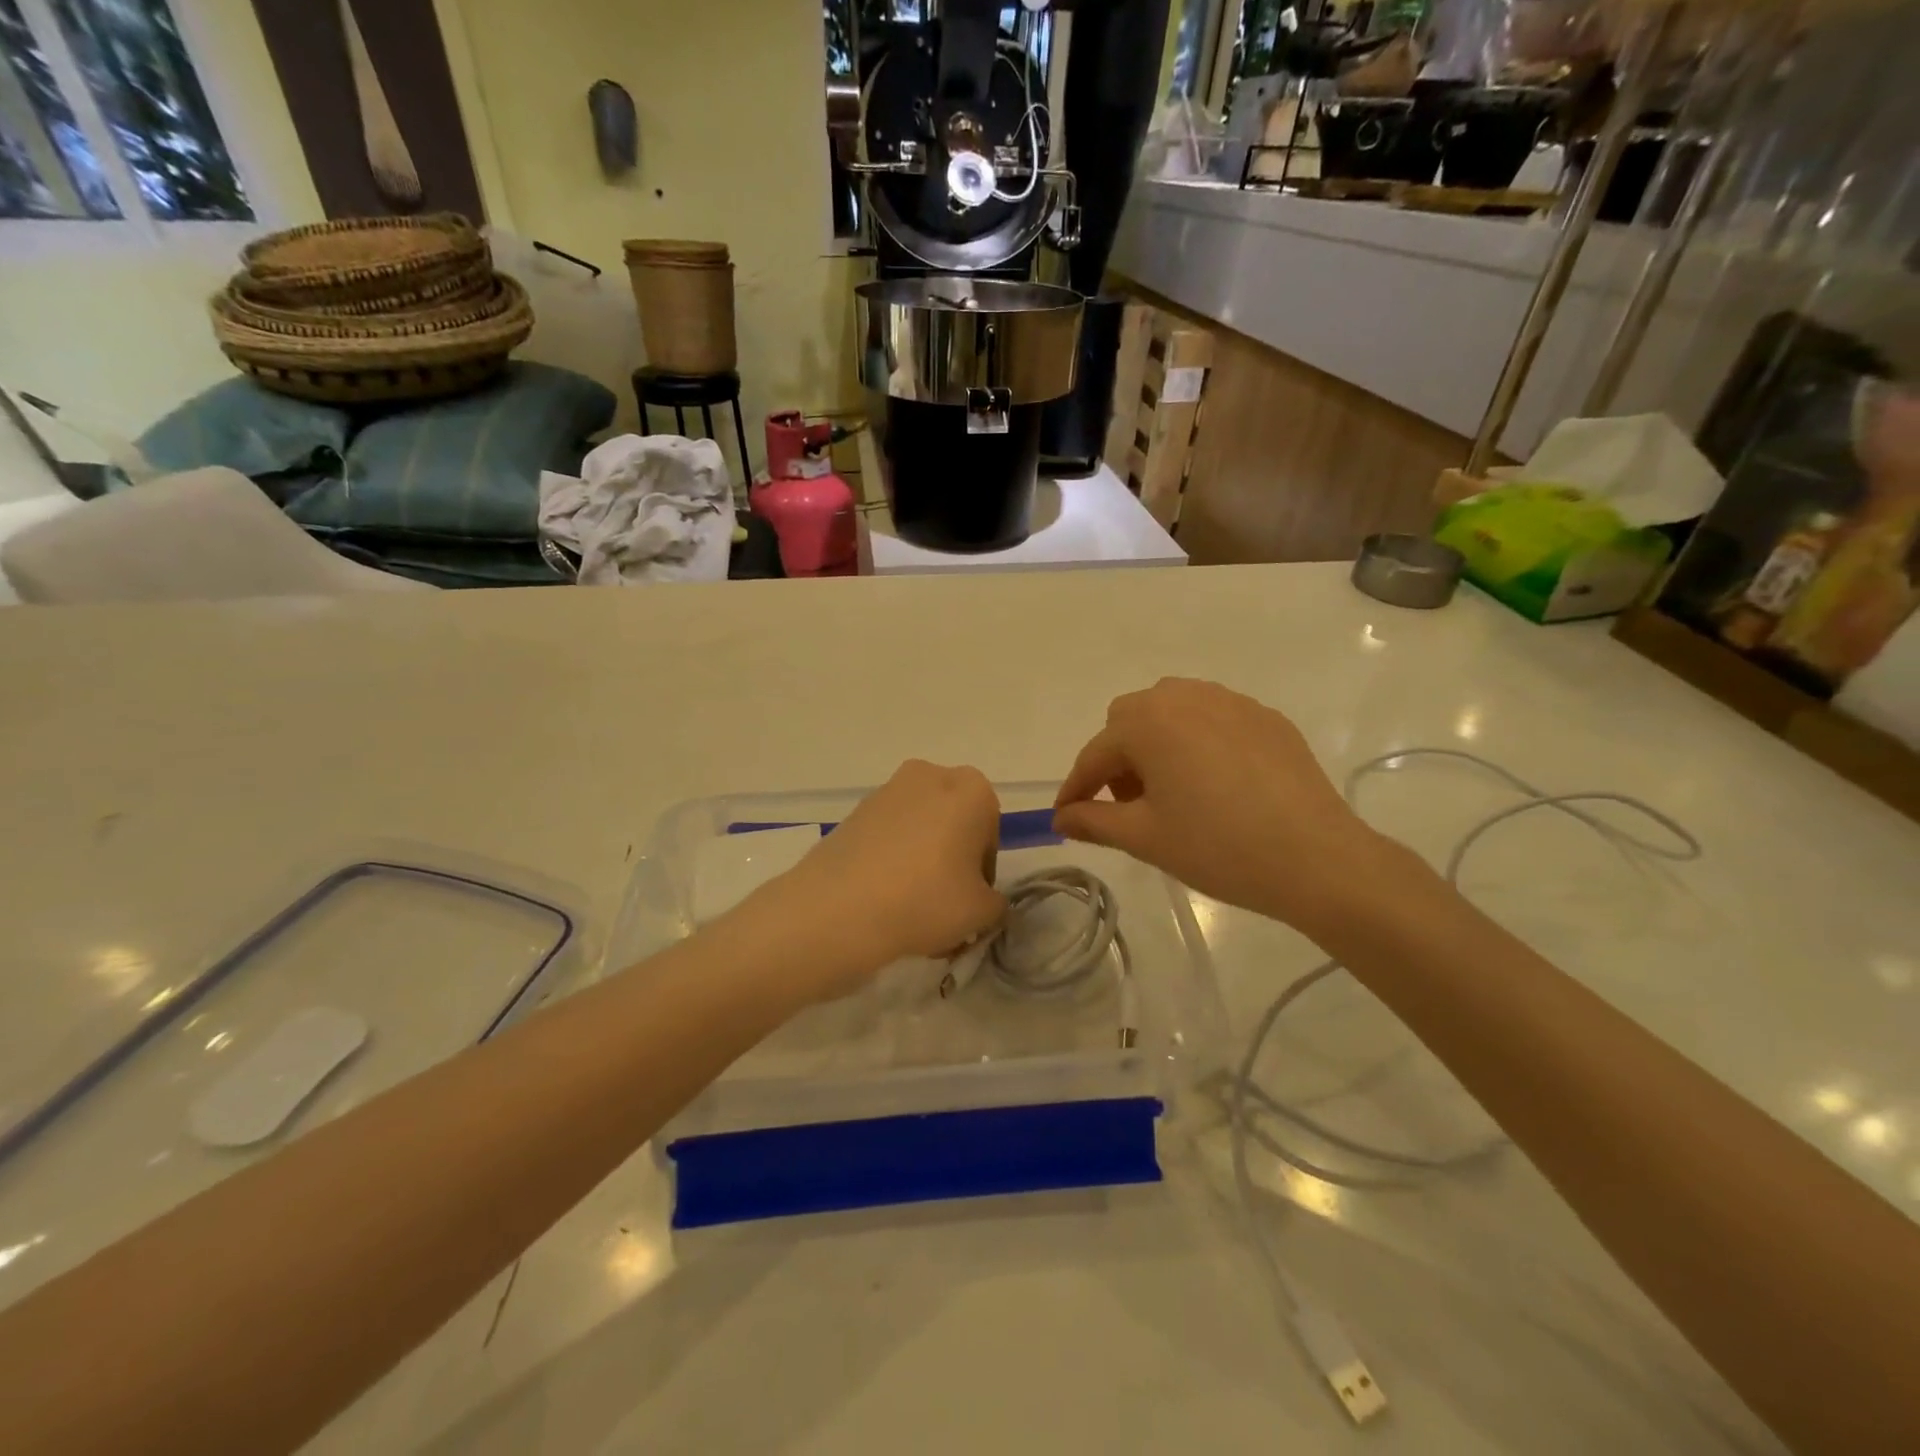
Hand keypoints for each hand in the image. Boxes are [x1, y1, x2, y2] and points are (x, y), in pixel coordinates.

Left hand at [745, 760, 1006, 1001]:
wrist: (839, 908)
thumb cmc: (926, 900)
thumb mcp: (982, 912)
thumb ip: (996, 902)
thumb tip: (984, 899)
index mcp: (972, 789)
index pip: (990, 833)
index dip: (983, 873)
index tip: (970, 902)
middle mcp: (931, 776)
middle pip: (953, 824)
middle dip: (952, 861)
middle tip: (943, 905)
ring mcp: (887, 791)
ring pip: (919, 830)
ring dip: (922, 862)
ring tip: (910, 910)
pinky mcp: (854, 812)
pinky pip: (887, 837)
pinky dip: (891, 861)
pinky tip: (883, 901)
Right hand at [1052, 679, 1393, 930]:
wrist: (1317, 858)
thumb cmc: (1218, 847)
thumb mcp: (1145, 837)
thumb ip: (1093, 820)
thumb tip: (1061, 818)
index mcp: (1148, 722)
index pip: (1095, 754)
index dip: (1076, 788)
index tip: (1065, 817)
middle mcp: (1184, 696)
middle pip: (1130, 721)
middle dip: (1118, 760)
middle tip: (1129, 805)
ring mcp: (1231, 702)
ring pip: (1172, 712)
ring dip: (1156, 744)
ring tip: (1171, 791)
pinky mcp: (1266, 718)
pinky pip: (1213, 719)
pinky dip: (1197, 743)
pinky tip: (1215, 784)